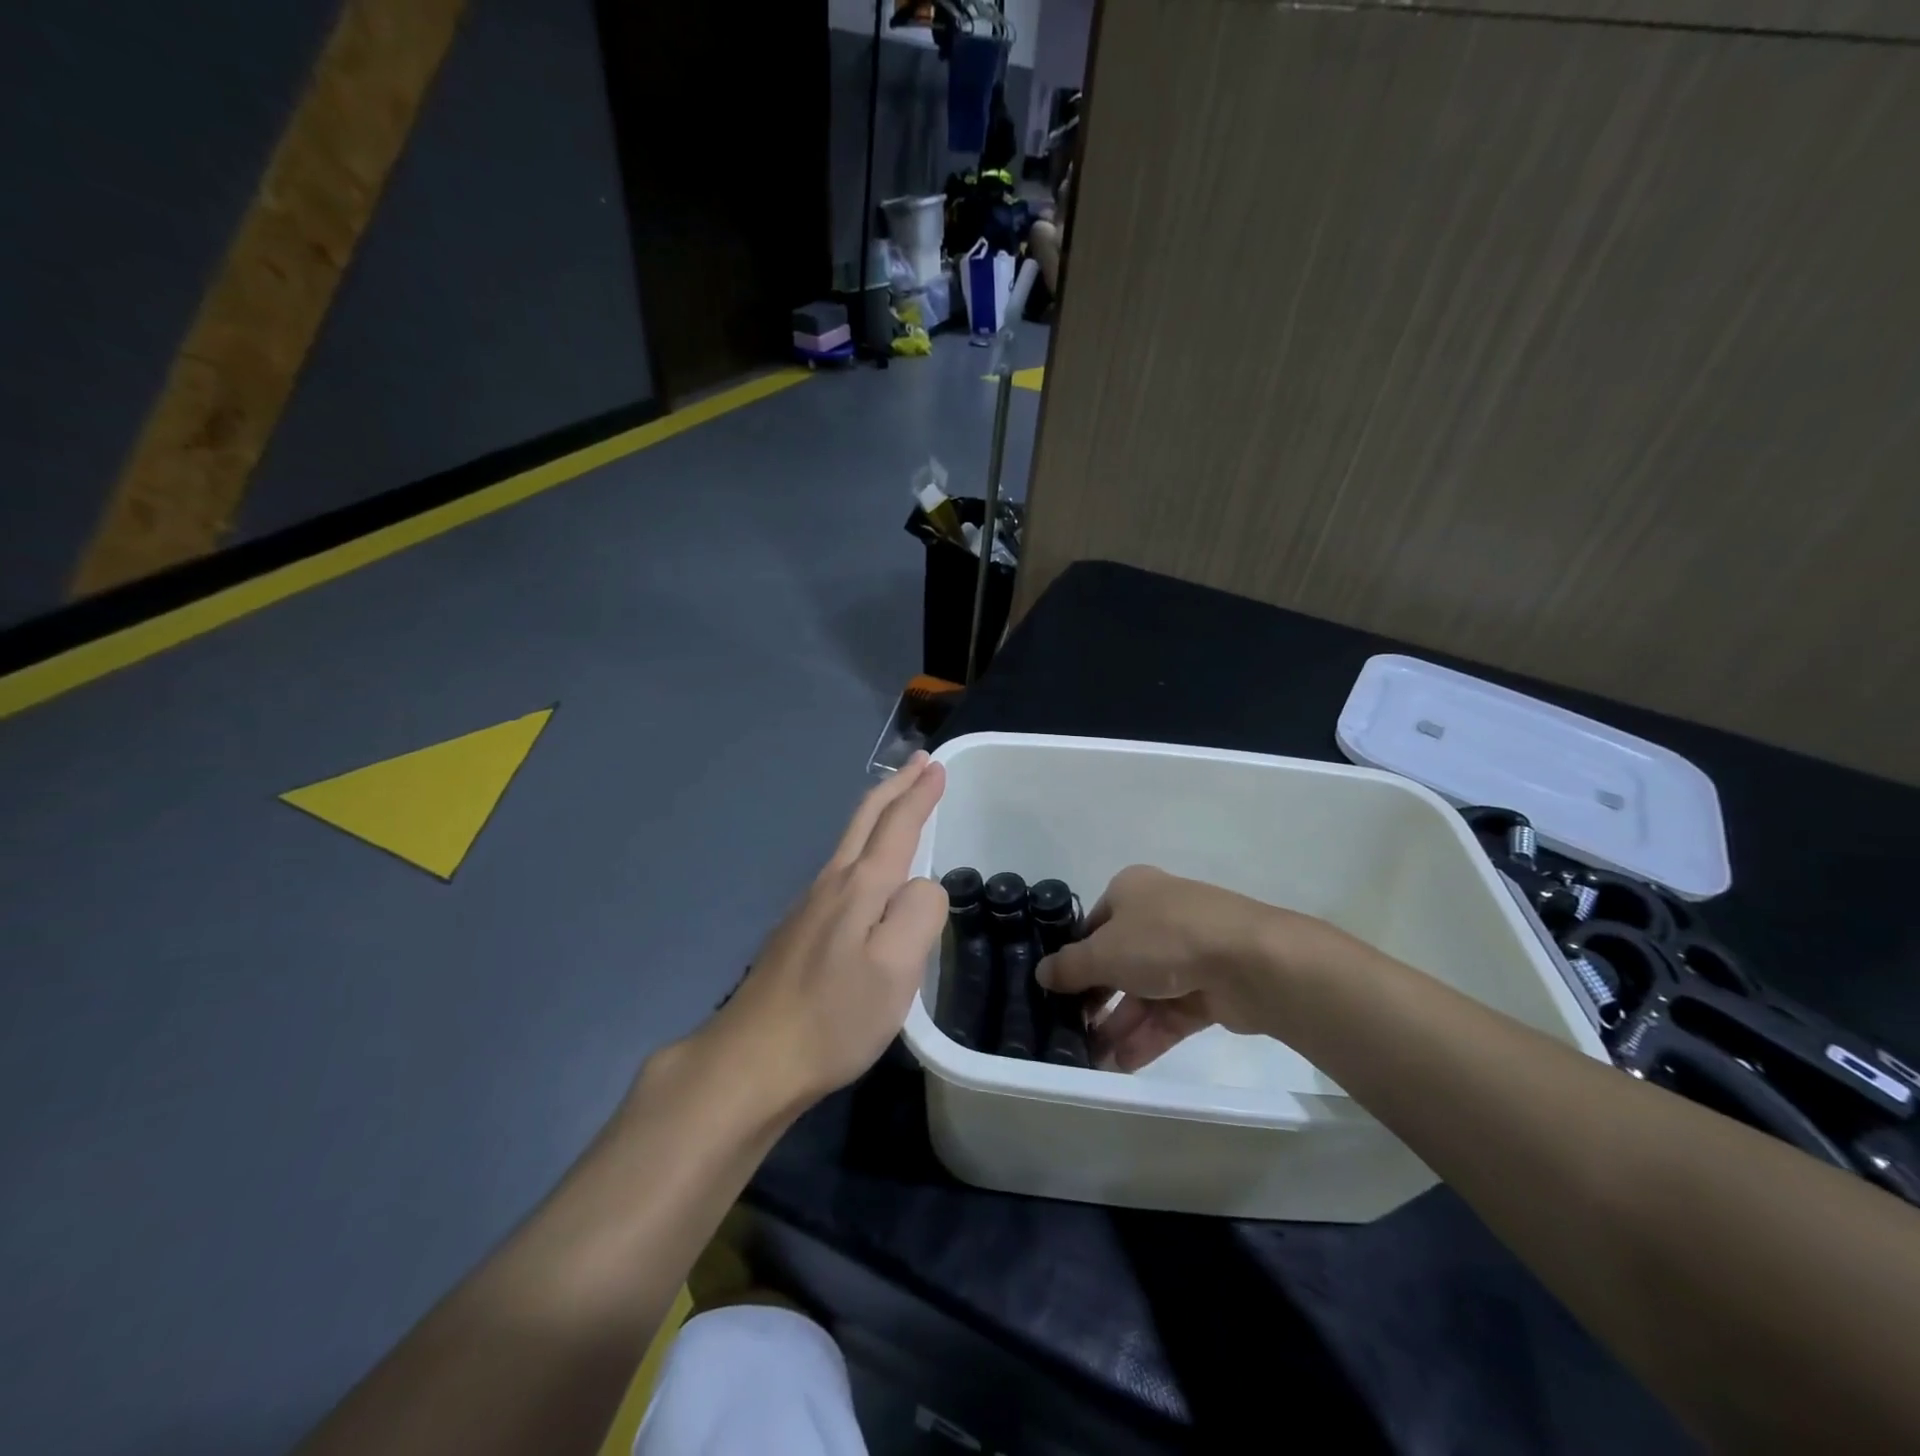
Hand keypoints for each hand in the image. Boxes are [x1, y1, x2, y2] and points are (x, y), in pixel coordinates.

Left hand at [707, 754, 948, 1108]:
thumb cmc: (834, 1016)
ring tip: (899, 799)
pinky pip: (841, 867)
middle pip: (866, 819)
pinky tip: (867, 863)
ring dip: (878, 811)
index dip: (920, 795)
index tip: (937, 766)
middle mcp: (833, 883)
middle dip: (896, 787)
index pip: (898, 825)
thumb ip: (920, 914)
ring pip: (850, 840)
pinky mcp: (800, 930)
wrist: (753, 1058)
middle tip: (920, 762)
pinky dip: (863, 843)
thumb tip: (923, 885)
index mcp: (861, 886)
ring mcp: (810, 905)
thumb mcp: (896, 969)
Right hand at [1036, 865, 1376, 1071]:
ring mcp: (1187, 953)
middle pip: (1118, 962)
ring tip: (1092, 1061)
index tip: (1056, 992)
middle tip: (1071, 1033)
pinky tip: (1121, 1064)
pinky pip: (1169, 1013)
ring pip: (1143, 992)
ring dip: (1118, 1025)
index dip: (1073, 959)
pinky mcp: (1210, 988)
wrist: (1250, 961)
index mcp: (1132, 892)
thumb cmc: (1165, 939)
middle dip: (1095, 1000)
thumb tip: (1042, 973)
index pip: (1093, 926)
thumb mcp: (1104, 951)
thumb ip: (1070, 966)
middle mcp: (1158, 916)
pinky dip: (1147, 1036)